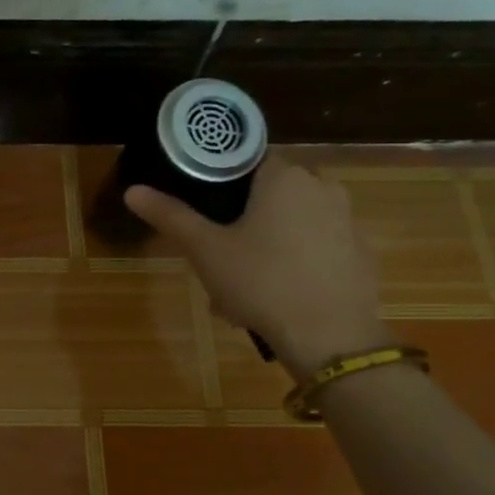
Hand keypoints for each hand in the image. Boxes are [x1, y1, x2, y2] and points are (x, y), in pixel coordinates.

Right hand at [123, 153, 392, 376]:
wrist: (330, 334)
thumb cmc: (261, 282)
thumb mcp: (205, 250)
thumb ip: (171, 216)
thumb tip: (132, 190)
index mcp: (284, 177)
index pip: (250, 159)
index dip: (224, 182)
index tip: (207, 211)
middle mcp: (322, 187)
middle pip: (273, 193)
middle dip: (246, 219)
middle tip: (219, 254)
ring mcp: (348, 221)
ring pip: (296, 222)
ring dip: (270, 243)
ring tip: (243, 284)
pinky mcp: (361, 254)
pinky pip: (319, 247)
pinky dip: (298, 262)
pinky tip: (279, 295)